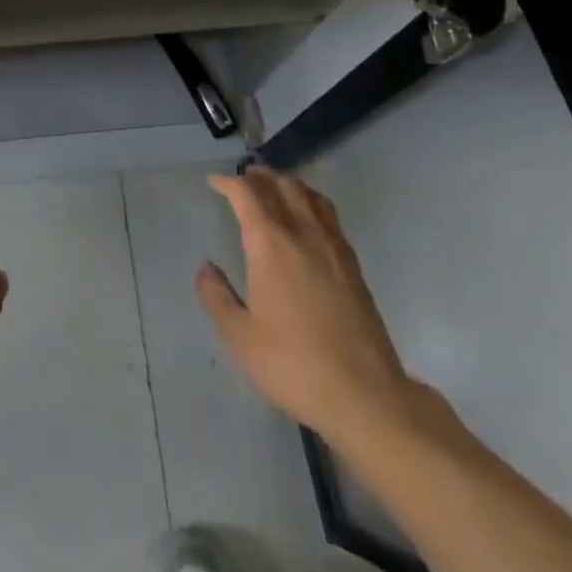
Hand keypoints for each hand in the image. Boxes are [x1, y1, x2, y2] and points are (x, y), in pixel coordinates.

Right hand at [197, 168, 423, 442]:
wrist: (365, 395)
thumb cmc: (294, 365)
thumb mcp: (241, 338)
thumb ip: (217, 297)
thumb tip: (206, 268)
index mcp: (270, 245)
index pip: (247, 195)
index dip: (228, 183)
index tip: (214, 182)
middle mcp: (302, 234)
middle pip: (281, 186)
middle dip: (259, 177)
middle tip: (243, 179)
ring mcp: (333, 247)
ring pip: (309, 196)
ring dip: (287, 184)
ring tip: (274, 188)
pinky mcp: (353, 265)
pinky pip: (329, 215)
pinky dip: (311, 202)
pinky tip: (309, 218)